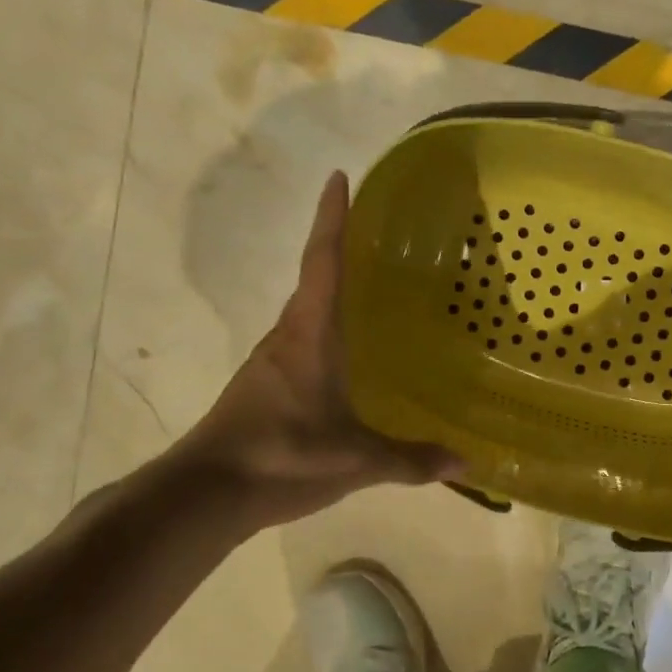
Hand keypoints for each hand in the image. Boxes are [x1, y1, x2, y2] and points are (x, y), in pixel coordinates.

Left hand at [171, 171, 460, 528]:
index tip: (339, 178)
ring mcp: (270, 363)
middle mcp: (288, 337)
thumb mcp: (356, 459)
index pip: (323, 263)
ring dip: (331, 294)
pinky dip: (325, 333)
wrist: (205, 493)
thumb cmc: (283, 455)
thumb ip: (411, 459)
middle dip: (338, 251)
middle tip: (376, 237)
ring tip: (370, 293)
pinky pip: (300, 344)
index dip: (332, 219)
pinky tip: (346, 357)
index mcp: (310, 335)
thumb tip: (466, 461)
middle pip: (313, 281)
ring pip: (306, 315)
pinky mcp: (262, 387)